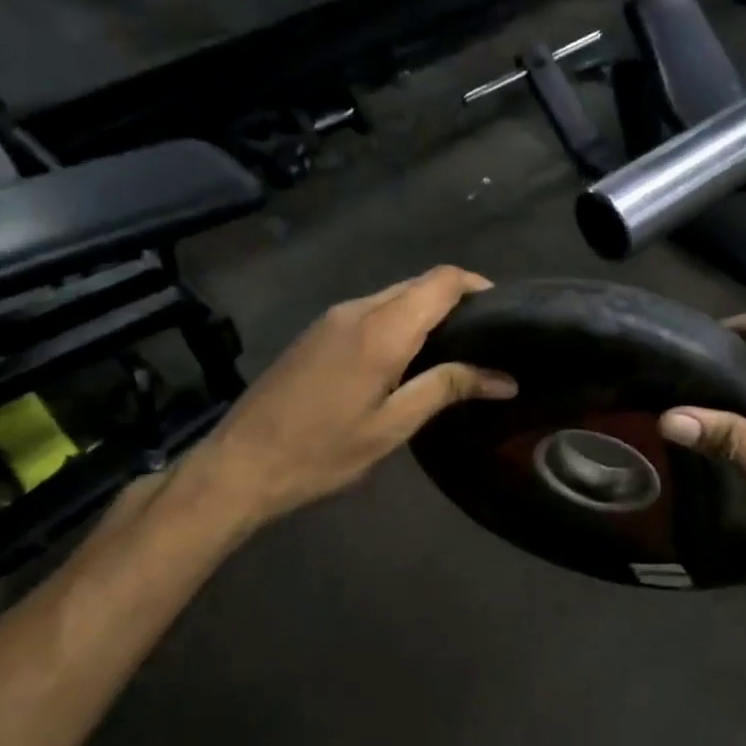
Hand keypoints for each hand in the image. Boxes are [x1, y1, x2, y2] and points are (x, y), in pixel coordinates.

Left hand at [181, 267, 515, 530]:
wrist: (239, 464)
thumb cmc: (322, 451)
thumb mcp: (392, 426)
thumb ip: (447, 389)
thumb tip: (504, 378)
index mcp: (382, 329)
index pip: (442, 281)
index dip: (478, 286)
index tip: (506, 311)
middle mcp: (358, 309)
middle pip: (419, 283)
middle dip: (456, 299)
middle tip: (487, 336)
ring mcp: (332, 317)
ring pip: (394, 295)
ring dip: (427, 310)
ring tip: (455, 348)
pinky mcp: (317, 331)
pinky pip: (371, 310)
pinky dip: (400, 320)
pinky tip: (408, 356)